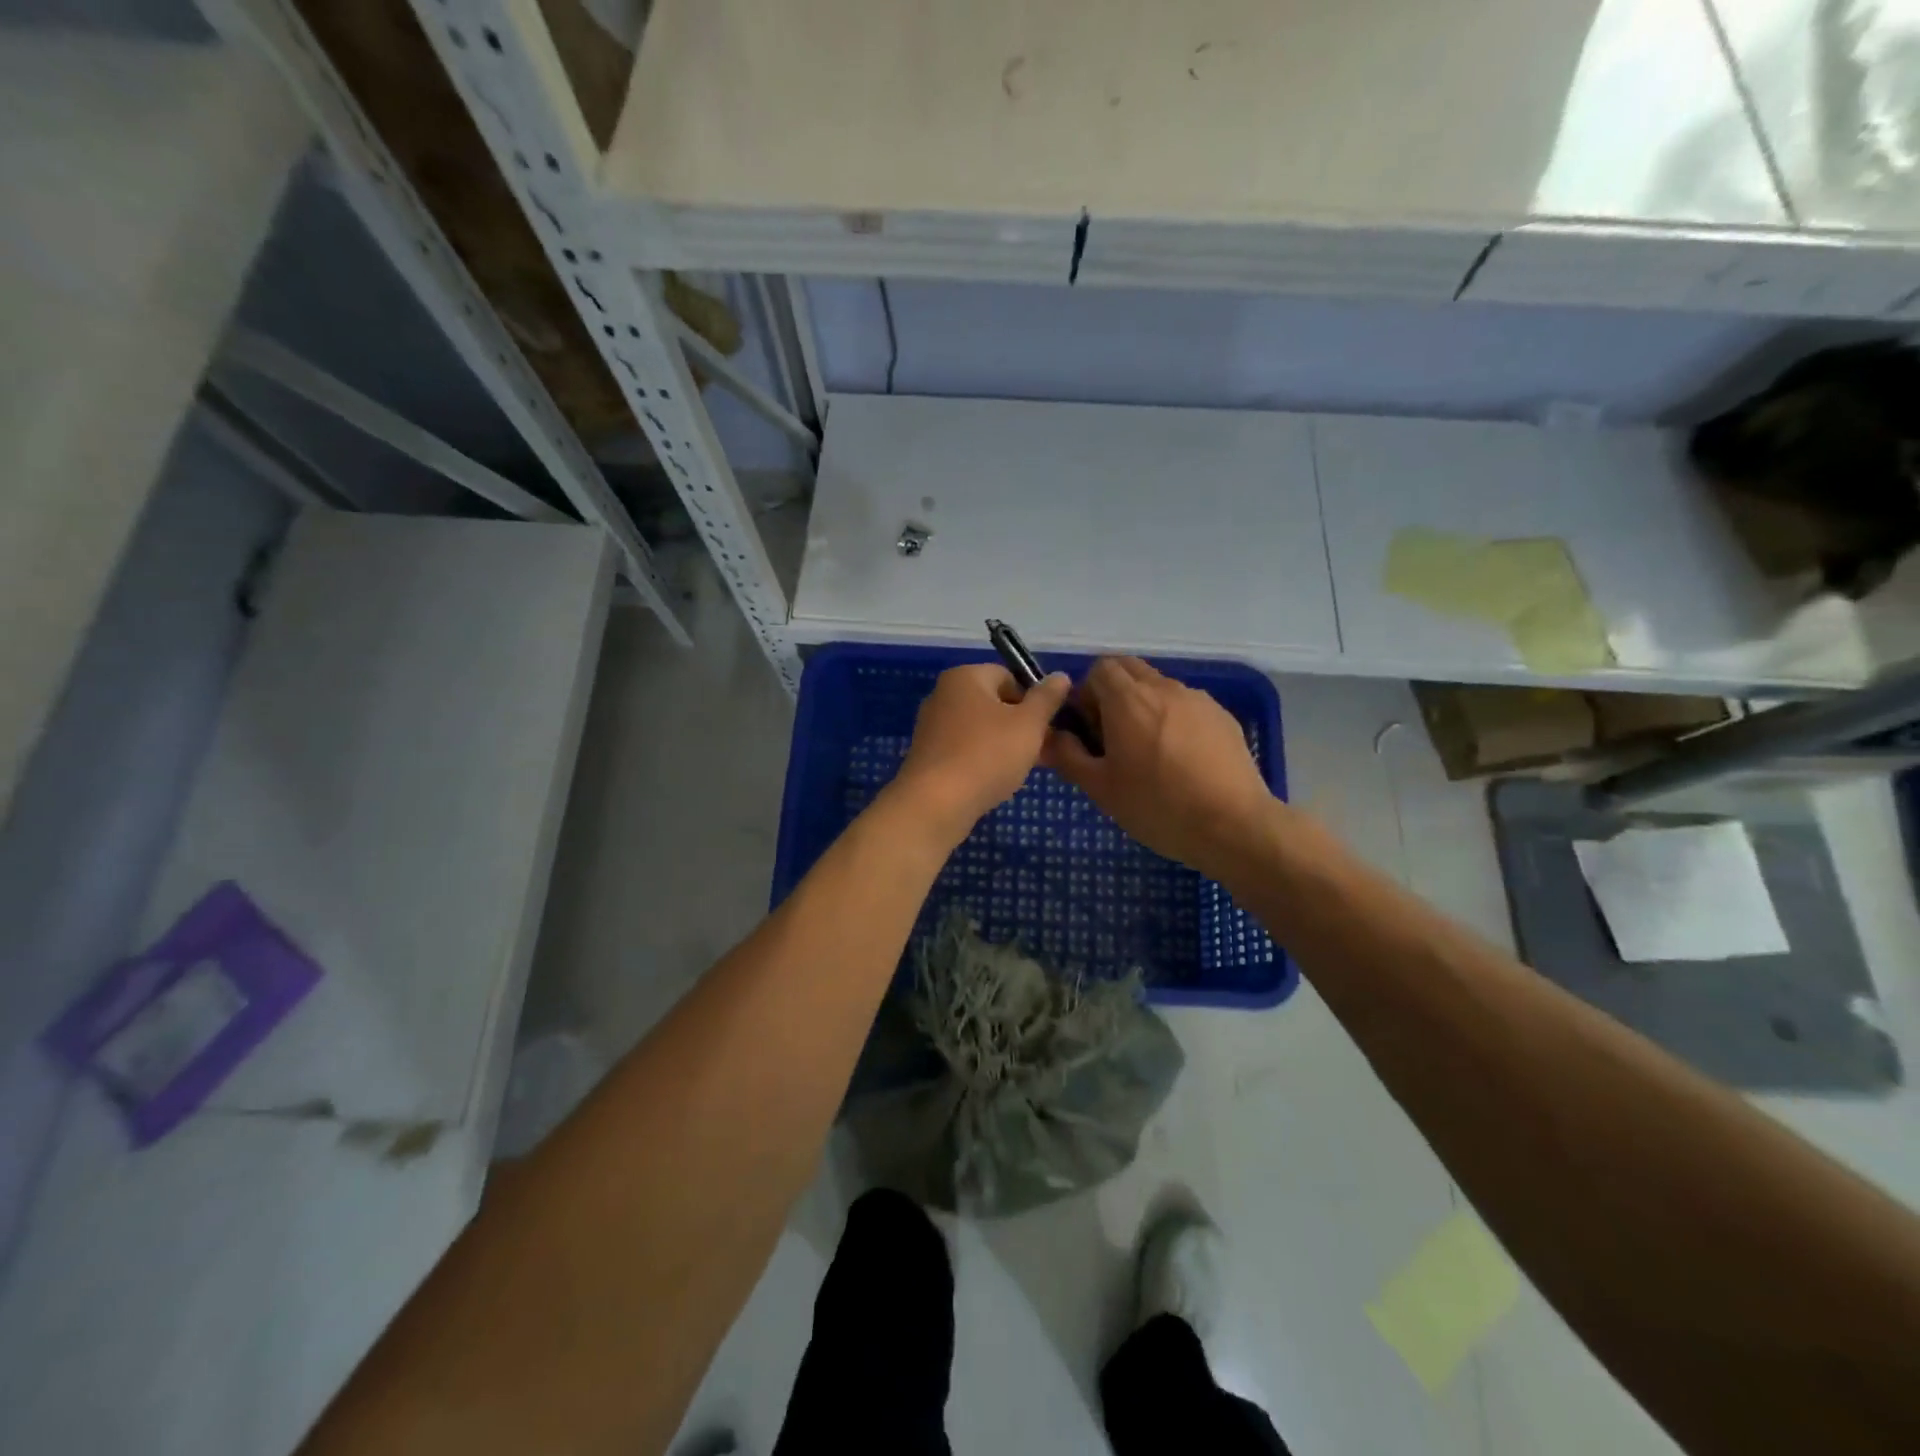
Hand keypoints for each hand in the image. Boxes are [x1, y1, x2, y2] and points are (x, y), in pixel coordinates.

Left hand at [888, 663, 1071, 842]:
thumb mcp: (1028, 724)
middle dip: (1022, 726)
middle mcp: (943, 695)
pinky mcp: (929, 756)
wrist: (935, 804)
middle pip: (995, 704)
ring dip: (1006, 746)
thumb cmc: (987, 755)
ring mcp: (933, 726)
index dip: (1033, 699)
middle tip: (1044, 751)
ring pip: (982, 730)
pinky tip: (998, 782)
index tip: (1048, 726)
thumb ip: (1047, 698)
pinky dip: (984, 761)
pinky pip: (966, 750)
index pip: (1009, 676)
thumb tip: (1061, 676)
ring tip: (1024, 769)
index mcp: (965, 677)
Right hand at [1043, 657, 1278, 879]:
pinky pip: (1187, 706)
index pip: (1099, 668)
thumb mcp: (1100, 788)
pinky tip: (1181, 761)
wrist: (1233, 824)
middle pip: (1130, 669)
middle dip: (1114, 693)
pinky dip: (1175, 720)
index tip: (1089, 729)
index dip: (1087, 694)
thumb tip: (1050, 736)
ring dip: (1145, 706)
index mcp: (1128, 699)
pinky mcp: (1223, 717)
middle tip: (1113, 737)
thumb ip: (1068, 755)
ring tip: (1149, 753)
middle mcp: (1163, 688)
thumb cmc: (1157, 806)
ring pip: (1160, 687)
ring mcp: (1198, 700)